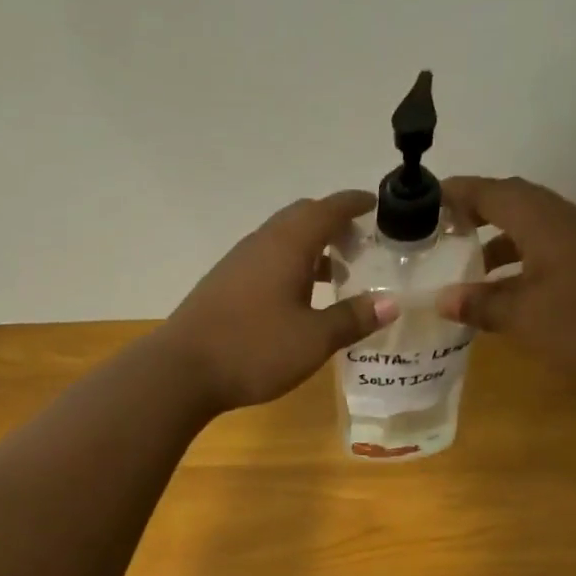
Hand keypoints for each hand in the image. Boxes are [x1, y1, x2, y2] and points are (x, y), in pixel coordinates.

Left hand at [161, 191, 395, 411]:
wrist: (183, 371)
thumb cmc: (255, 349)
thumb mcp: (314, 339)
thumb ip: (353, 319)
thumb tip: (391, 303)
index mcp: (287, 245)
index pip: (327, 209)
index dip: (353, 204)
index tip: (374, 205)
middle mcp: (261, 244)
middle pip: (301, 219)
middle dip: (332, 225)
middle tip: (359, 246)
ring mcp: (237, 264)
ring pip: (281, 242)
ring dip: (311, 250)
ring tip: (336, 276)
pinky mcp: (223, 286)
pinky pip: (265, 263)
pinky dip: (290, 268)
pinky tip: (297, 301)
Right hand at [435, 176, 575, 386]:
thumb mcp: (524, 317)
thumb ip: (481, 304)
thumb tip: (443, 298)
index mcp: (545, 221)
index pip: (494, 193)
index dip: (459, 193)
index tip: (427, 199)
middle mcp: (569, 220)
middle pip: (516, 204)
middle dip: (478, 215)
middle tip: (444, 232)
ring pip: (536, 230)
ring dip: (501, 242)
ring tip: (471, 268)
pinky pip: (553, 250)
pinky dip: (525, 261)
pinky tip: (513, 291)